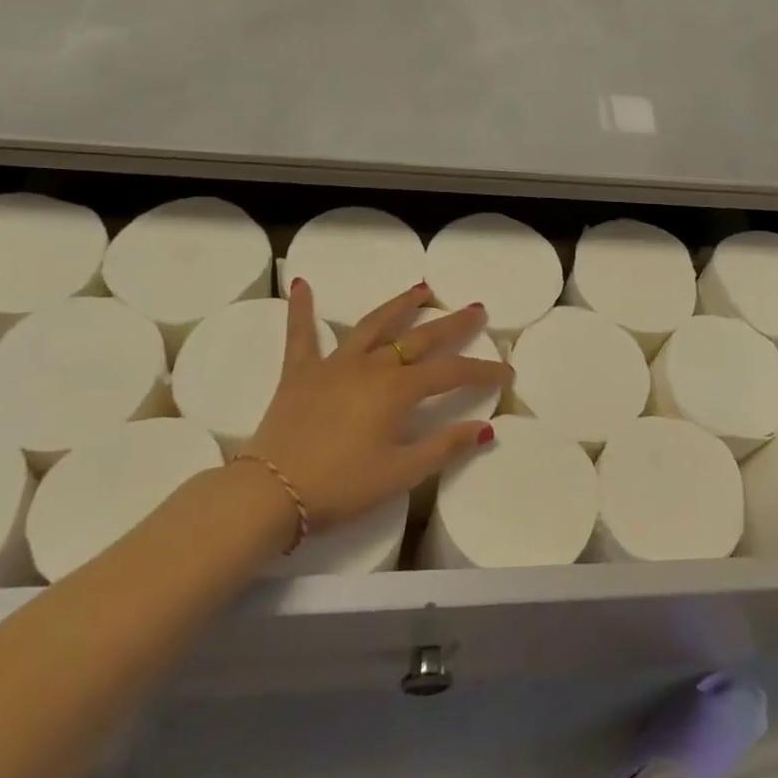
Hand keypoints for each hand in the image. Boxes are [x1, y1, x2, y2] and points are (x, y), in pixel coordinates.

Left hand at [243, 278, 511, 533]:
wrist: (270, 494)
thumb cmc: (340, 487)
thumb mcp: (400, 474)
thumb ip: (444, 447)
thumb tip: (485, 428)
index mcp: (396, 390)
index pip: (450, 373)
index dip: (482, 371)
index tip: (506, 372)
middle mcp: (370, 366)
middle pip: (419, 339)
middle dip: (452, 324)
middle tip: (476, 309)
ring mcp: (333, 365)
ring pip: (372, 325)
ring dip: (399, 306)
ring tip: (420, 289)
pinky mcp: (300, 373)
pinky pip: (301, 335)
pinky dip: (302, 309)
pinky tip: (302, 283)